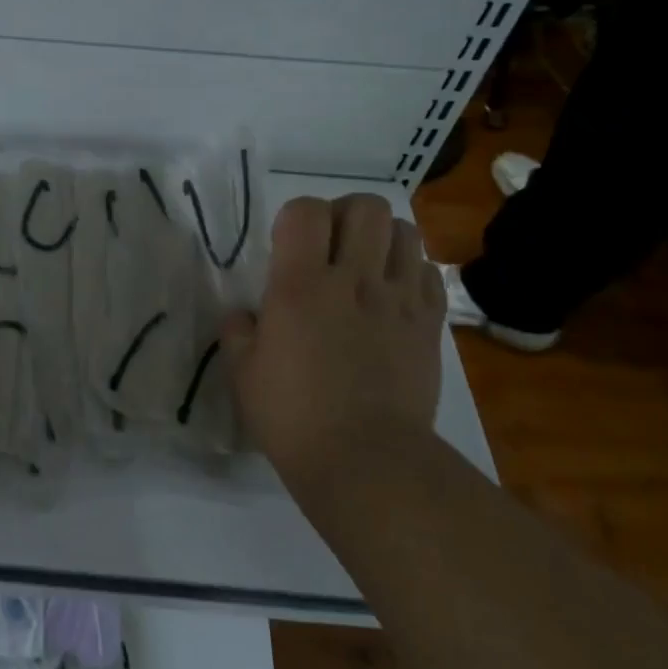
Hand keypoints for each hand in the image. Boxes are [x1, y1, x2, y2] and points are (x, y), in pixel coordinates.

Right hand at [221, 194, 443, 483]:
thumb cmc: (293, 416)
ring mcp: (398, 299)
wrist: (368, 461)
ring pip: (405, 231)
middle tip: (331, 247)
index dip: (295, 217)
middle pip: (365, 207)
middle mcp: (354, 279)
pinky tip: (393, 296)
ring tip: (366, 265)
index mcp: (300, 285)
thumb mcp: (243, 374)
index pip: (306, 211)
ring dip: (382, 237)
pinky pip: (428, 271)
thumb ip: (238, 333)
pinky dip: (410, 271)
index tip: (287, 247)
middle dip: (345, 215)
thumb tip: (243, 316)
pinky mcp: (429, 324)